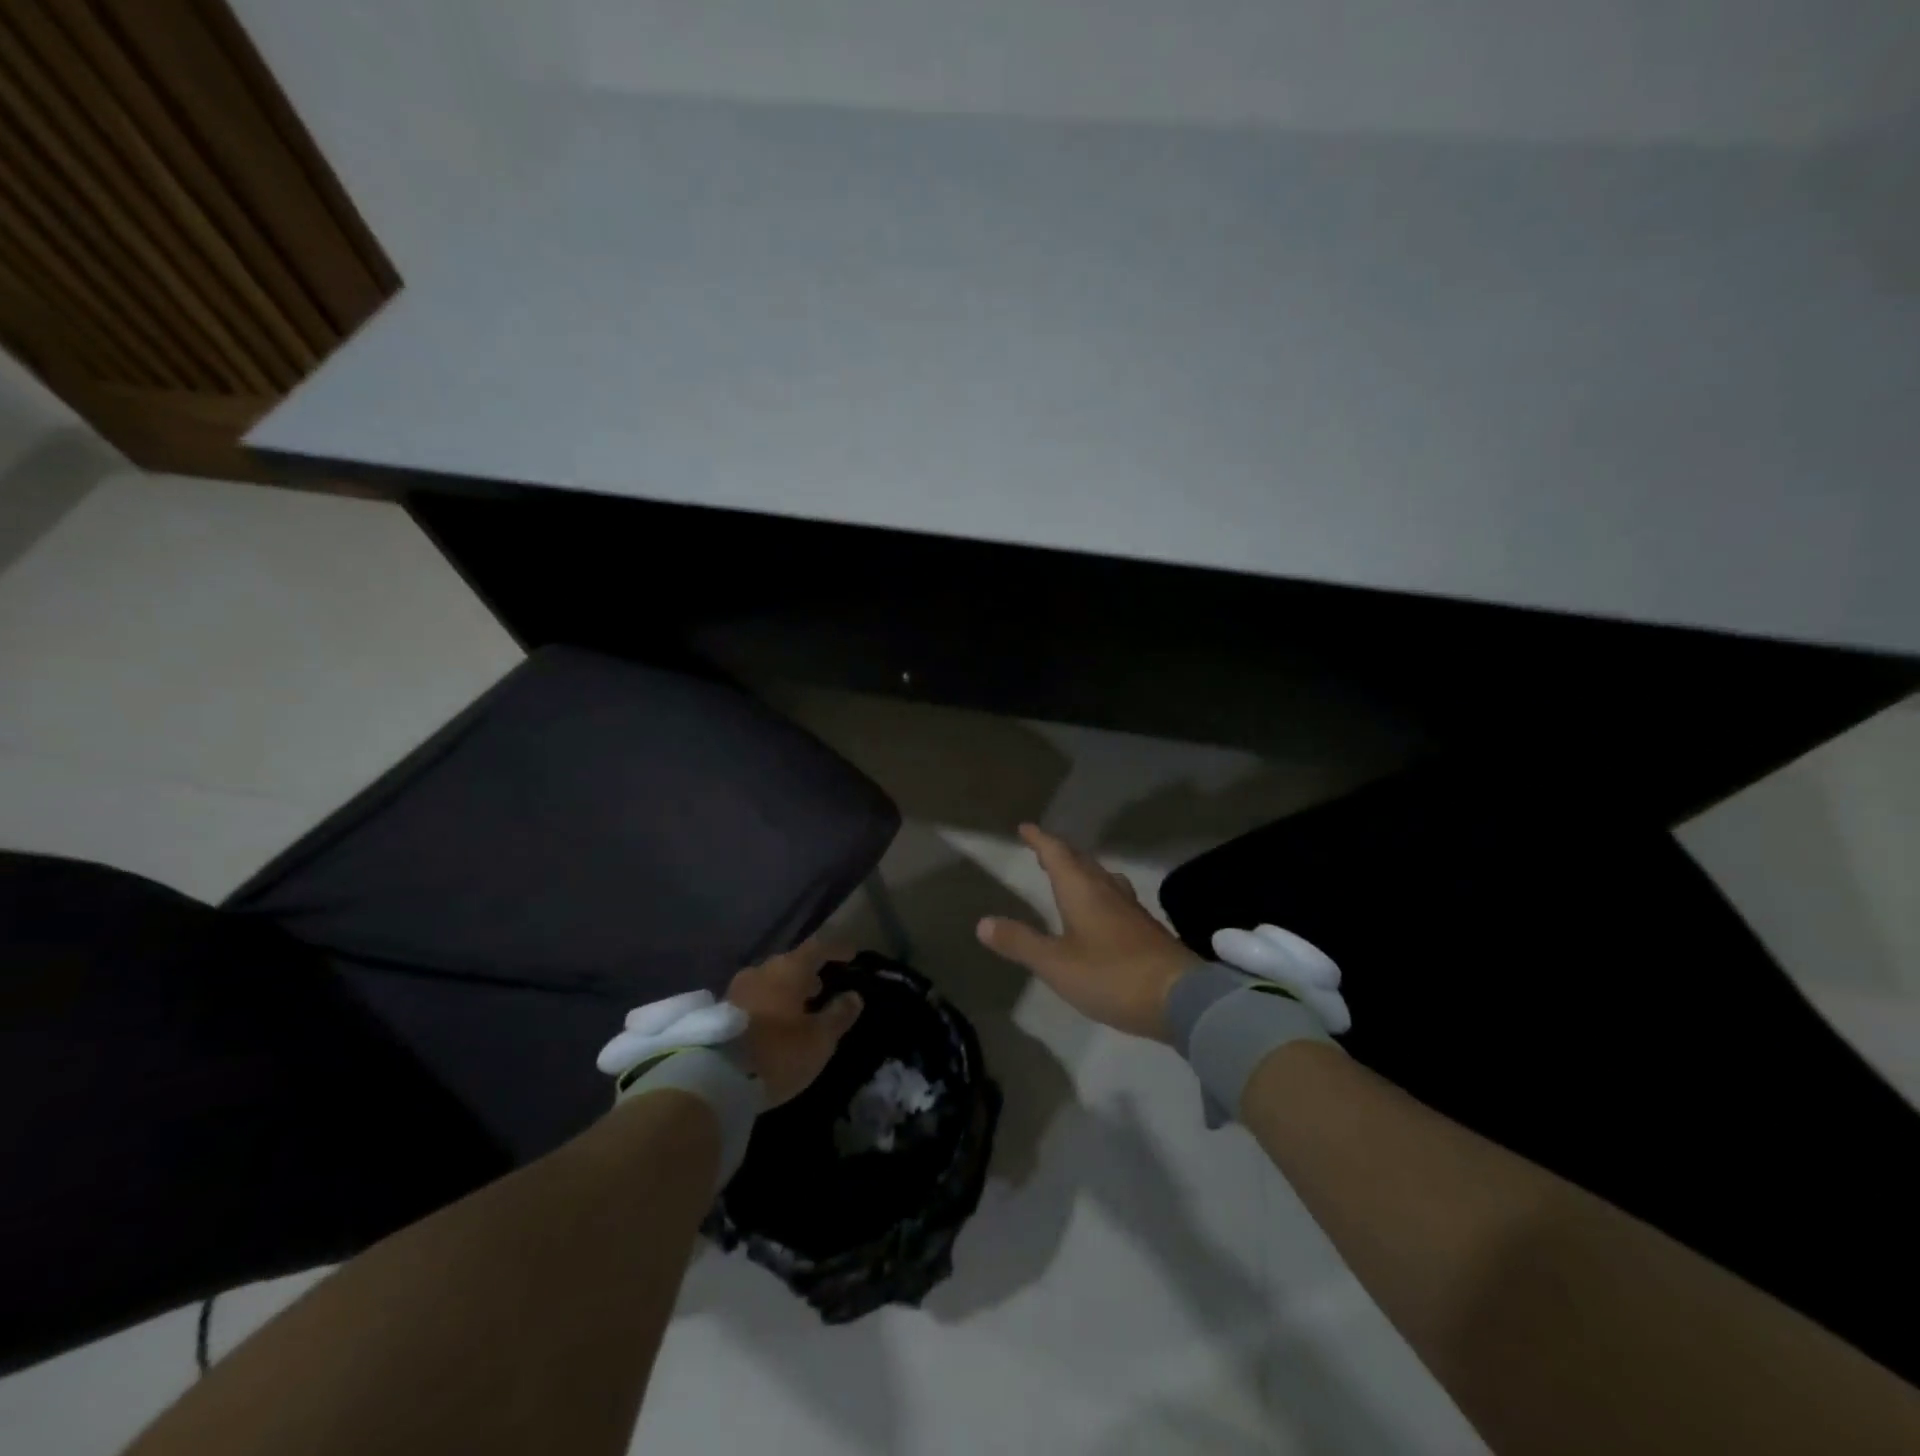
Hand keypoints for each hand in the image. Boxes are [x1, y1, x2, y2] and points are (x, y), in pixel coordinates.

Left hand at [726, 939, 863, 1105]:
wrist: (713, 1079)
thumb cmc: (777, 1053)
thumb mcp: (819, 1040)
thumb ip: (838, 1015)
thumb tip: (853, 996)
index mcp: (788, 969)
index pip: (817, 948)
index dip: (836, 949)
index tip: (850, 955)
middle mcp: (761, 971)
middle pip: (790, 963)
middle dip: (808, 973)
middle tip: (823, 987)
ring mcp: (737, 989)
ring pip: (770, 981)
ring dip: (787, 990)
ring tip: (800, 1007)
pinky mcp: (720, 1012)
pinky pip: (754, 998)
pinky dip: (769, 1003)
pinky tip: (775, 1023)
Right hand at [976, 824, 1198, 1040]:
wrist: (1181, 998)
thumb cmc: (1112, 975)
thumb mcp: (1056, 964)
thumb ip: (1020, 942)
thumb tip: (982, 922)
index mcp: (1082, 891)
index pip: (1057, 854)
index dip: (1040, 840)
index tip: (1026, 827)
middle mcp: (1107, 891)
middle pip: (1081, 862)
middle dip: (1060, 853)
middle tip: (1042, 849)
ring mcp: (1131, 909)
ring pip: (1101, 877)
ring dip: (1082, 870)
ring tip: (1070, 873)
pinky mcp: (1145, 929)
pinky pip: (1115, 896)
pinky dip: (1099, 892)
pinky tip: (1102, 910)